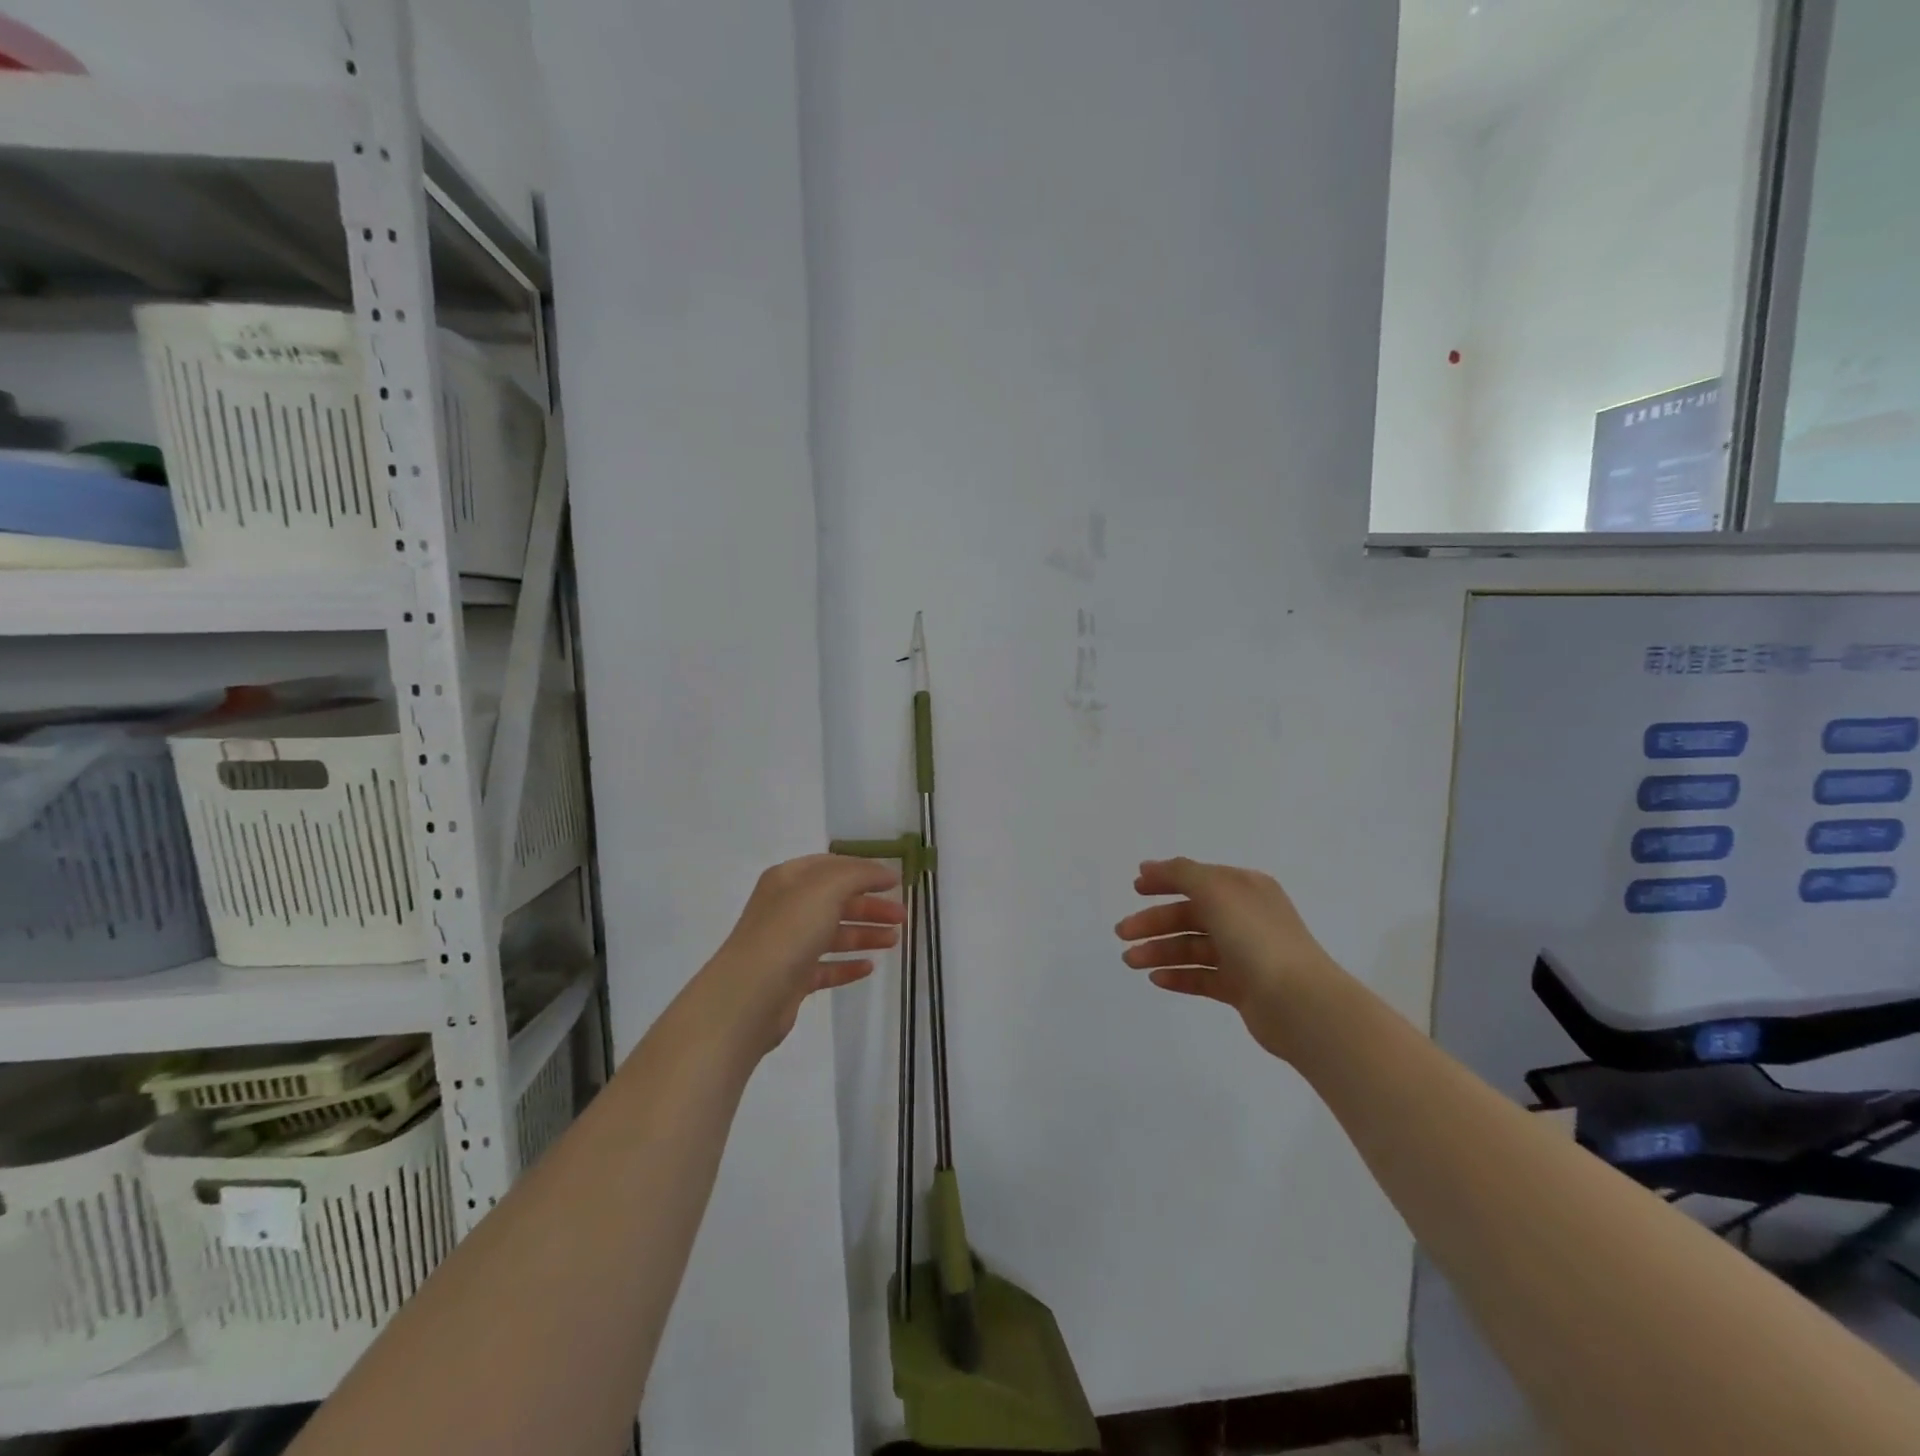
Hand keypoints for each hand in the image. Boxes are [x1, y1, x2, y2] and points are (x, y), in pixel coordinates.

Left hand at [703, 854, 906, 1053]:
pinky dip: (847, 965)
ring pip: (833, 934)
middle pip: (836, 901)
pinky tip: (868, 967)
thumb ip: (859, 874)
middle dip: (870, 906)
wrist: (751, 994)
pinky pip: (826, 967)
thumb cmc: (789, 930)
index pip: (833, 866)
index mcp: (789, 879)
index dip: (865, 871)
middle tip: (903, 916)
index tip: (896, 882)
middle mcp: (786, 908)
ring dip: (864, 934)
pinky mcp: (791, 979)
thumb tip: (886, 872)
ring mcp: (788, 945)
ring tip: (893, 941)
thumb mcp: (827, 887)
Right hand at [1116, 857, 1348, 1061]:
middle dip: (1154, 922)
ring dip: (1159, 951)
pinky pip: (1202, 977)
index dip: (1165, 881)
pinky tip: (1155, 979)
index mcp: (1244, 889)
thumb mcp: (1216, 890)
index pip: (1198, 878)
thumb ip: (1180, 873)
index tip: (1135, 889)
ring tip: (1130, 961)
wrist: (1298, 1002)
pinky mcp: (1242, 988)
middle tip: (1122, 933)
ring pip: (1192, 947)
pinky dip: (1178, 976)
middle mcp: (1245, 917)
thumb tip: (1150, 866)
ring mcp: (1244, 954)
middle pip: (1190, 915)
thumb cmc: (1256, 937)